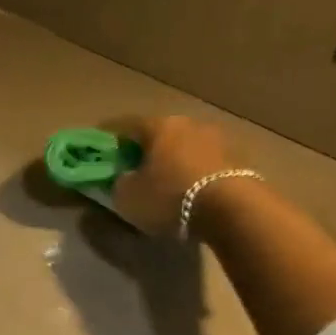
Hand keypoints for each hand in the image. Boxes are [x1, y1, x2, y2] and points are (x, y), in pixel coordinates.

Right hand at [112, 116, 241, 235]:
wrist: (232, 209)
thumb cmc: (170, 196)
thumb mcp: (128, 196)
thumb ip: (119, 183)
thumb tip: (123, 178)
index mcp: (158, 126)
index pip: (125, 125)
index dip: (109, 135)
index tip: (99, 143)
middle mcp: (188, 124)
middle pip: (159, 133)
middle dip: (144, 147)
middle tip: (132, 164)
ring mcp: (216, 140)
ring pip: (184, 147)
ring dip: (172, 159)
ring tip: (162, 179)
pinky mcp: (236, 160)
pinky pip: (203, 163)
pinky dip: (191, 172)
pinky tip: (186, 189)